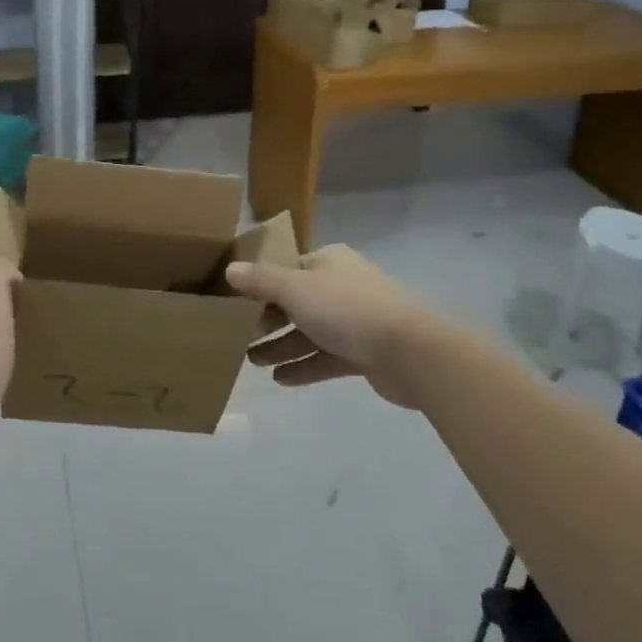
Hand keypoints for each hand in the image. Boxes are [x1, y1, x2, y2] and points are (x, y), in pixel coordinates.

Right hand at [226, 245, 430, 408]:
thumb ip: (262, 281)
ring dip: (282, 346)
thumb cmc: (348, 310)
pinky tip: (280, 379)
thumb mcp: (296, 289)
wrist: (410, 351)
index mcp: (328, 262)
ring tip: (252, 362)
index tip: (235, 304)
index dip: (261, 285)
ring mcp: (355, 321)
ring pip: (309, 332)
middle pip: (296, 302)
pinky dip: (304, 366)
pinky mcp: (364, 353)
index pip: (287, 269)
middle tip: (238, 338)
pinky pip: (326, 358)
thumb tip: (230, 270)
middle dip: (267, 321)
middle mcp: (341, 286)